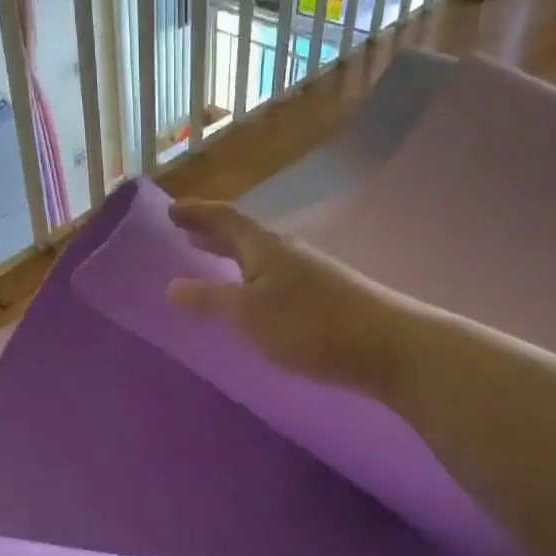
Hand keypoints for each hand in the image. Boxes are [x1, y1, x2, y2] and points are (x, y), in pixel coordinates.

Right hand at [166, 200, 409, 397]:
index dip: (197, 213)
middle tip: (186, 233)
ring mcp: (310, 273)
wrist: (385, 345)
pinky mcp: (324, 296)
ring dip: (233, 256)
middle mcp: (287, 252)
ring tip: (213, 262)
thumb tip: (171, 286)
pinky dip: (253, 278)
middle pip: (244, 235)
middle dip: (213, 233)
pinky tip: (255, 298)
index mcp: (264, 247)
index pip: (225, 219)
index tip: (171, 211)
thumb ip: (210, 300)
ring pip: (261, 257)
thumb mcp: (249, 314)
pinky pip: (275, 277)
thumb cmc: (309, 325)